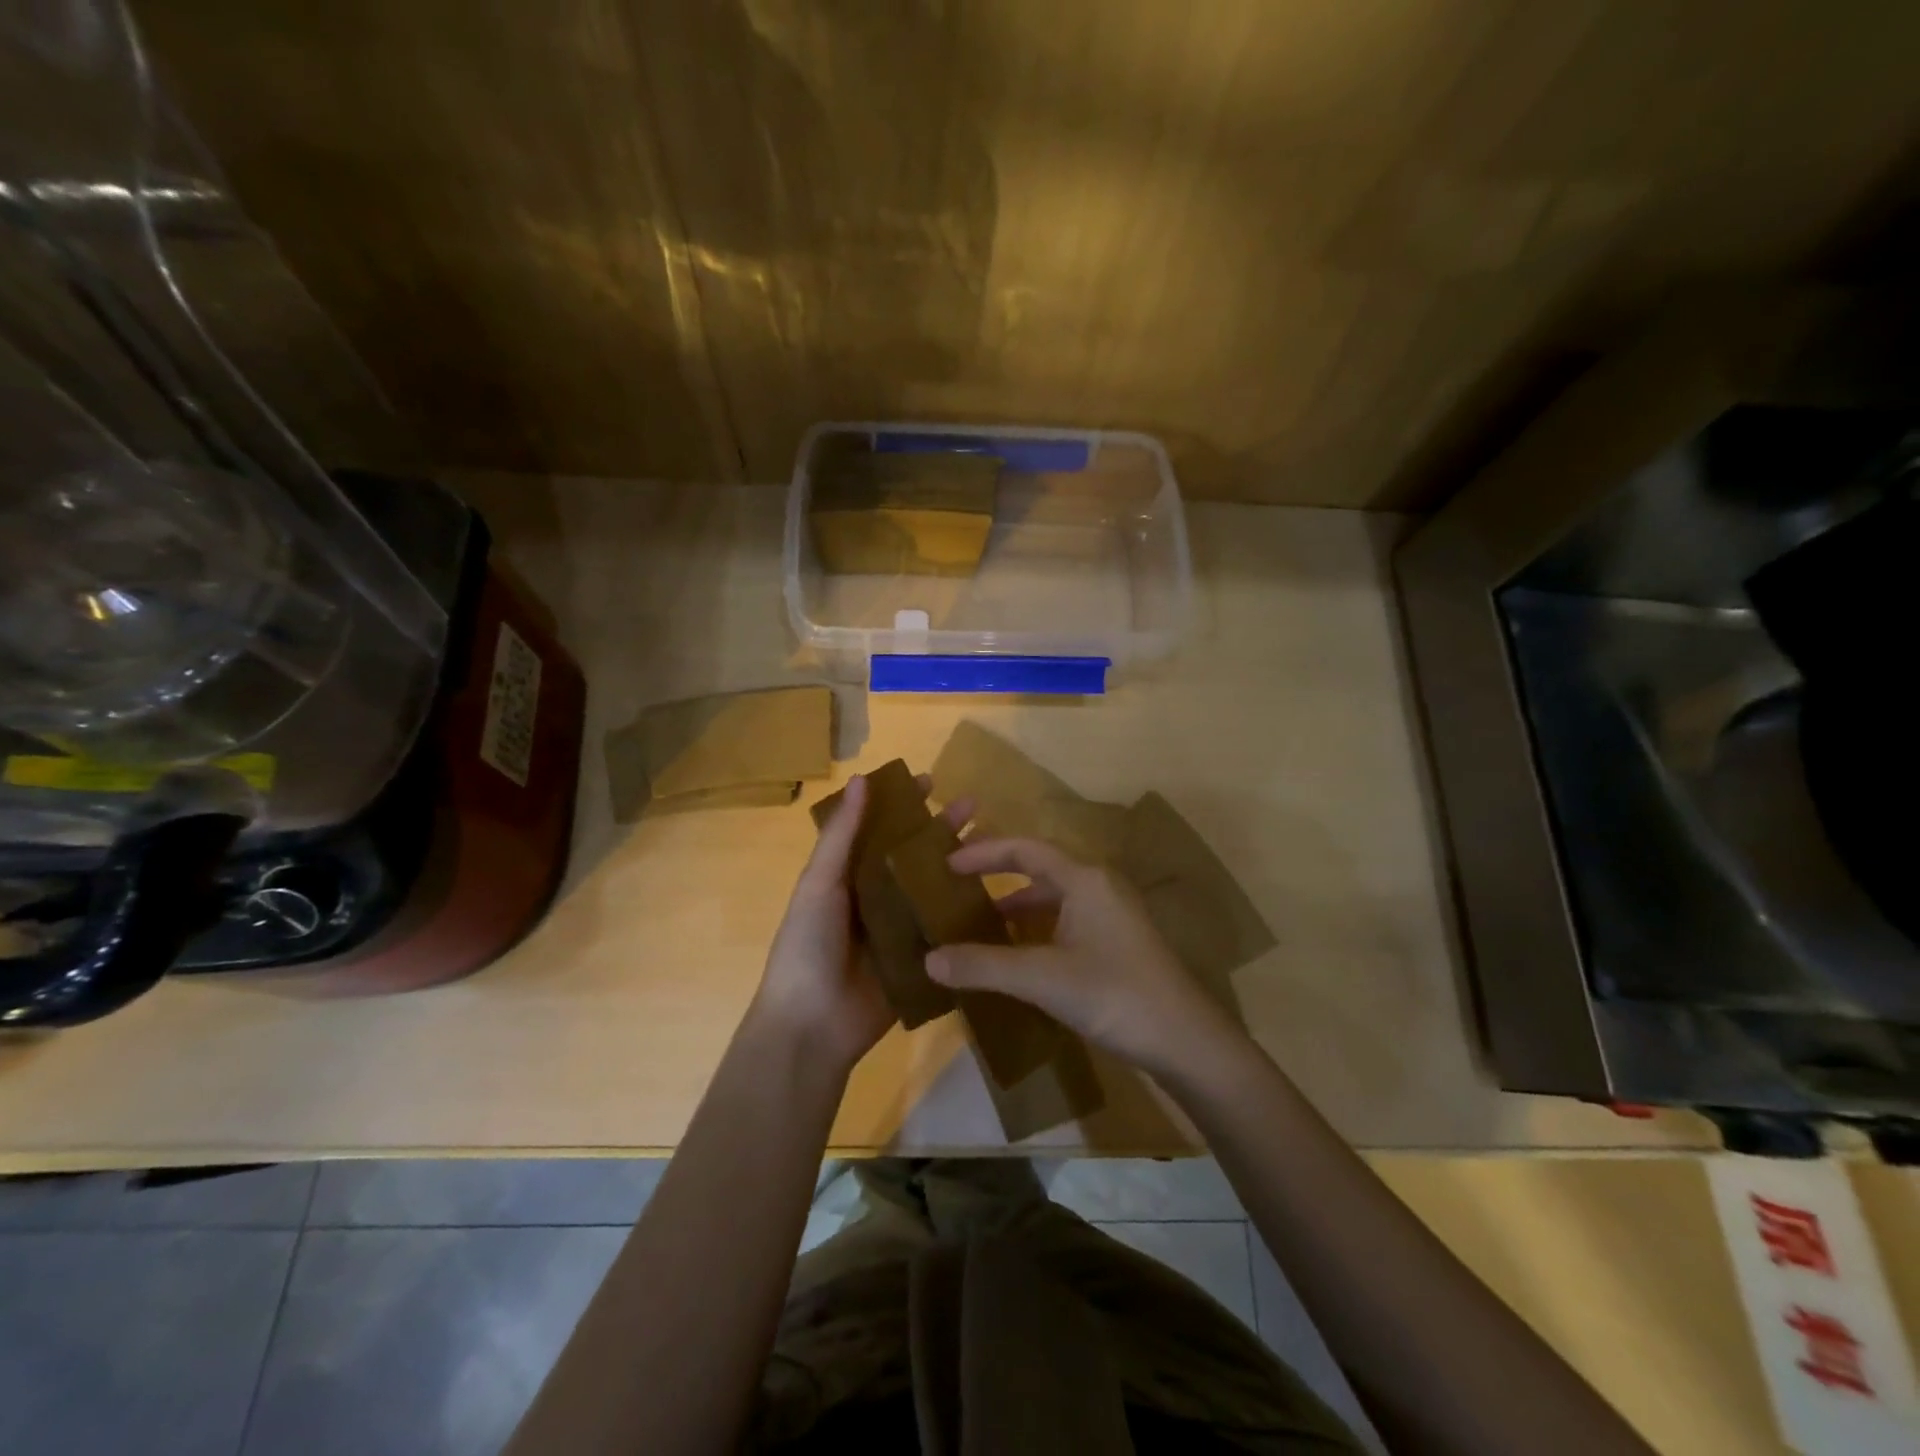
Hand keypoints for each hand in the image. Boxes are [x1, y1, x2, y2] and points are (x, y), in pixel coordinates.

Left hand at [751, 772, 971, 1075]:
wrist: (812, 1025)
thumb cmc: (808, 944)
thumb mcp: (820, 884)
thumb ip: (842, 835)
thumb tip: (862, 779)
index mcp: (849, 876)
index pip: (880, 830)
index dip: (903, 806)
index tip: (931, 781)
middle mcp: (876, 898)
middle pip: (914, 857)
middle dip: (941, 831)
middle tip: (975, 806)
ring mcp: (900, 930)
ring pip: (934, 890)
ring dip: (959, 868)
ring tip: (994, 845)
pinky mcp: (920, 960)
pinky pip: (945, 932)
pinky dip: (966, 914)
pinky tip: (998, 896)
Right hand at [925, 838, 1244, 1081]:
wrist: (1187, 1042)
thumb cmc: (1114, 994)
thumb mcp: (1042, 978)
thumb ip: (984, 966)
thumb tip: (929, 959)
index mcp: (1084, 880)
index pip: (1024, 849)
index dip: (983, 852)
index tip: (946, 863)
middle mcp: (1098, 888)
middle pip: (1039, 869)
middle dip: (997, 876)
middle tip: (956, 887)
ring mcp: (1111, 917)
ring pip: (1053, 899)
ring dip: (1016, 908)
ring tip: (977, 925)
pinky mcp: (1117, 945)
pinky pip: (1065, 924)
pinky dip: (1035, 932)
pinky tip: (1016, 958)